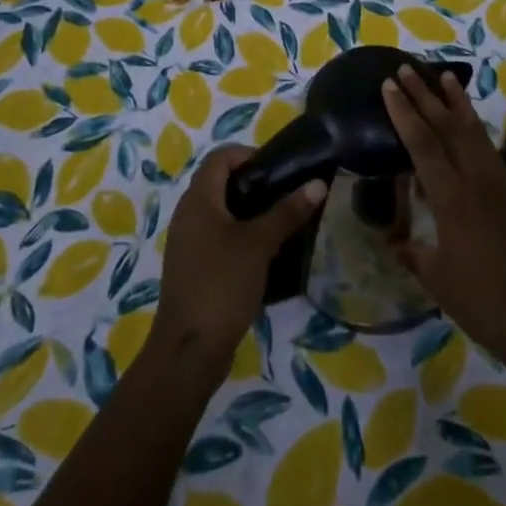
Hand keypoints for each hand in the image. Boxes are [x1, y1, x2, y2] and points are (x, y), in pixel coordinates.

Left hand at [151, 145, 326, 359]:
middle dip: (253, 183)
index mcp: (198, 200)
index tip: (278, 169)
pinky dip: (238, 235)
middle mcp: (188, 214)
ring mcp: (187, 243)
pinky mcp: (192, 268)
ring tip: (280, 221)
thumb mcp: (259, 244)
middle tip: (285, 193)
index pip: (220, 156)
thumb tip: (318, 183)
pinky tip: (263, 253)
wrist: (188, 351)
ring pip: (219, 212)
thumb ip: (287, 212)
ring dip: (247, 211)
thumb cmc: (221, 284)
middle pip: (219, 182)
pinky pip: (216, 237)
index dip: (248, 154)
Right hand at [383, 66, 505, 374]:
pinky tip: (468, 123)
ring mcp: (501, 183)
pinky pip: (488, 148)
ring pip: (474, 131)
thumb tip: (395, 241)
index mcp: (453, 200)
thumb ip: (414, 254)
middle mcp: (477, 181)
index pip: (423, 144)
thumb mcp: (438, 281)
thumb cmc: (485, 304)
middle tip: (407, 68)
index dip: (404, 113)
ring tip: (444, 76)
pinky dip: (474, 127)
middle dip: (426, 95)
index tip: (389, 86)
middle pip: (448, 126)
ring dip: (456, 102)